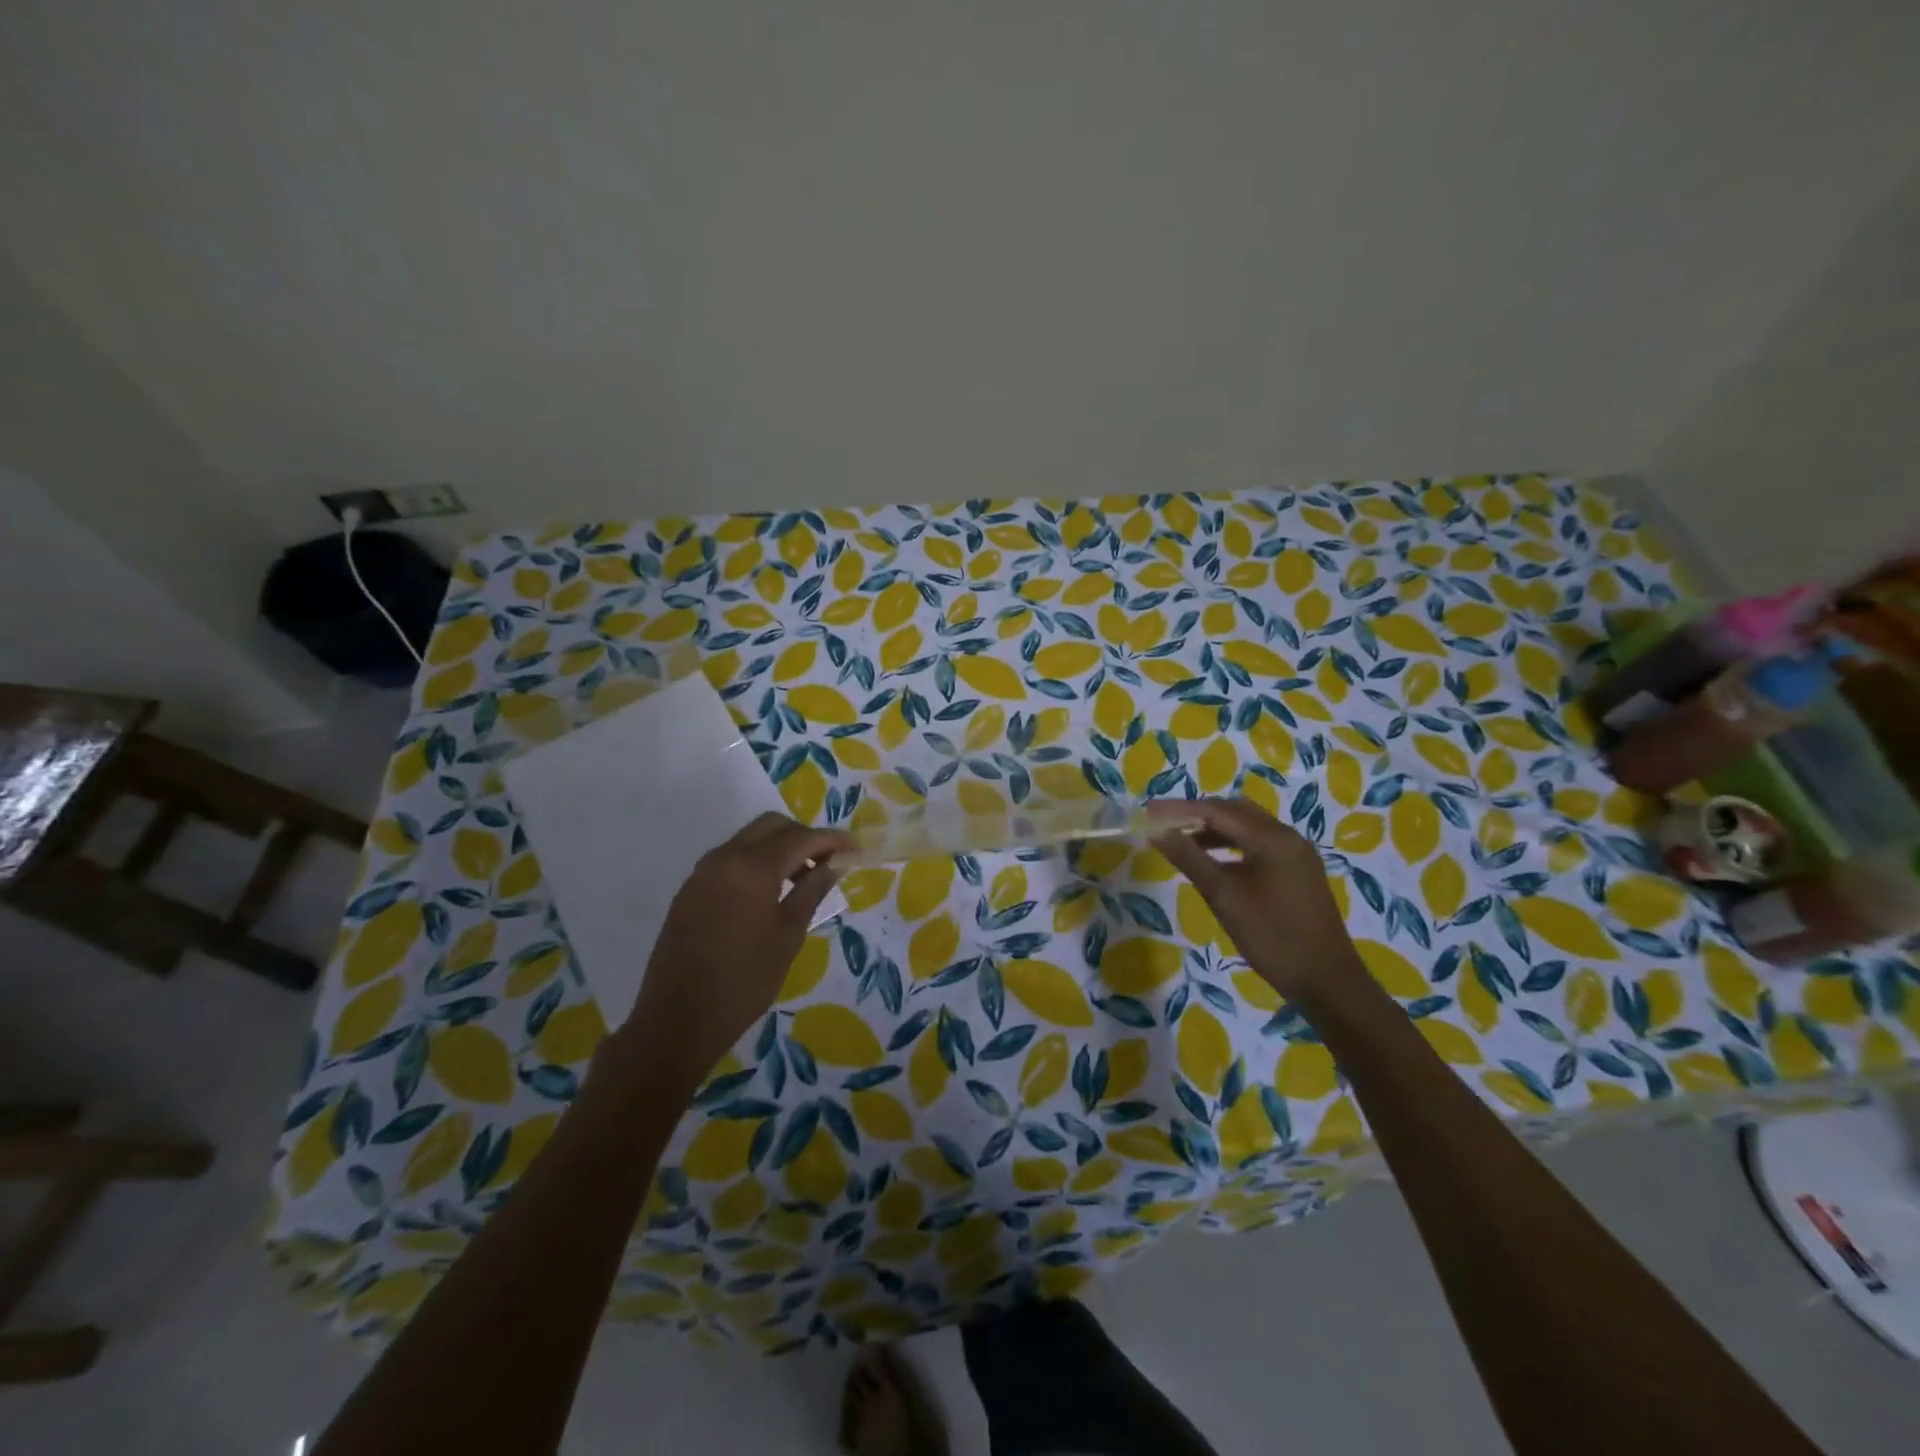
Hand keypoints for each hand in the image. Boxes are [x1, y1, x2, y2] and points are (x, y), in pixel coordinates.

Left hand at [606, 813, 851, 1094]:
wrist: (677, 1020)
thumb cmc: (744, 981)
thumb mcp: (788, 936)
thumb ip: (812, 891)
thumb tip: (834, 863)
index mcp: (753, 867)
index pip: (801, 837)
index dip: (832, 839)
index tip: (855, 848)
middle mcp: (725, 857)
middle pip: (772, 826)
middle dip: (804, 836)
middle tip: (827, 863)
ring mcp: (703, 871)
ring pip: (749, 838)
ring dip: (779, 847)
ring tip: (802, 879)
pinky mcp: (690, 888)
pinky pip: (731, 858)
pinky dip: (757, 861)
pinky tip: (769, 893)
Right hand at [1148, 797, 1364, 1000]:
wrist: (1326, 980)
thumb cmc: (1272, 936)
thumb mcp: (1224, 896)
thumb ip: (1189, 858)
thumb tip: (1157, 832)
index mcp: (1272, 838)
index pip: (1217, 810)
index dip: (1179, 810)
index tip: (1148, 813)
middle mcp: (1287, 836)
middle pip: (1235, 811)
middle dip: (1197, 814)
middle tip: (1164, 824)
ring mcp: (1296, 854)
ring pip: (1248, 827)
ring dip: (1214, 829)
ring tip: (1183, 842)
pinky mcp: (1298, 871)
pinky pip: (1259, 844)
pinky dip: (1232, 845)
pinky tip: (1214, 863)